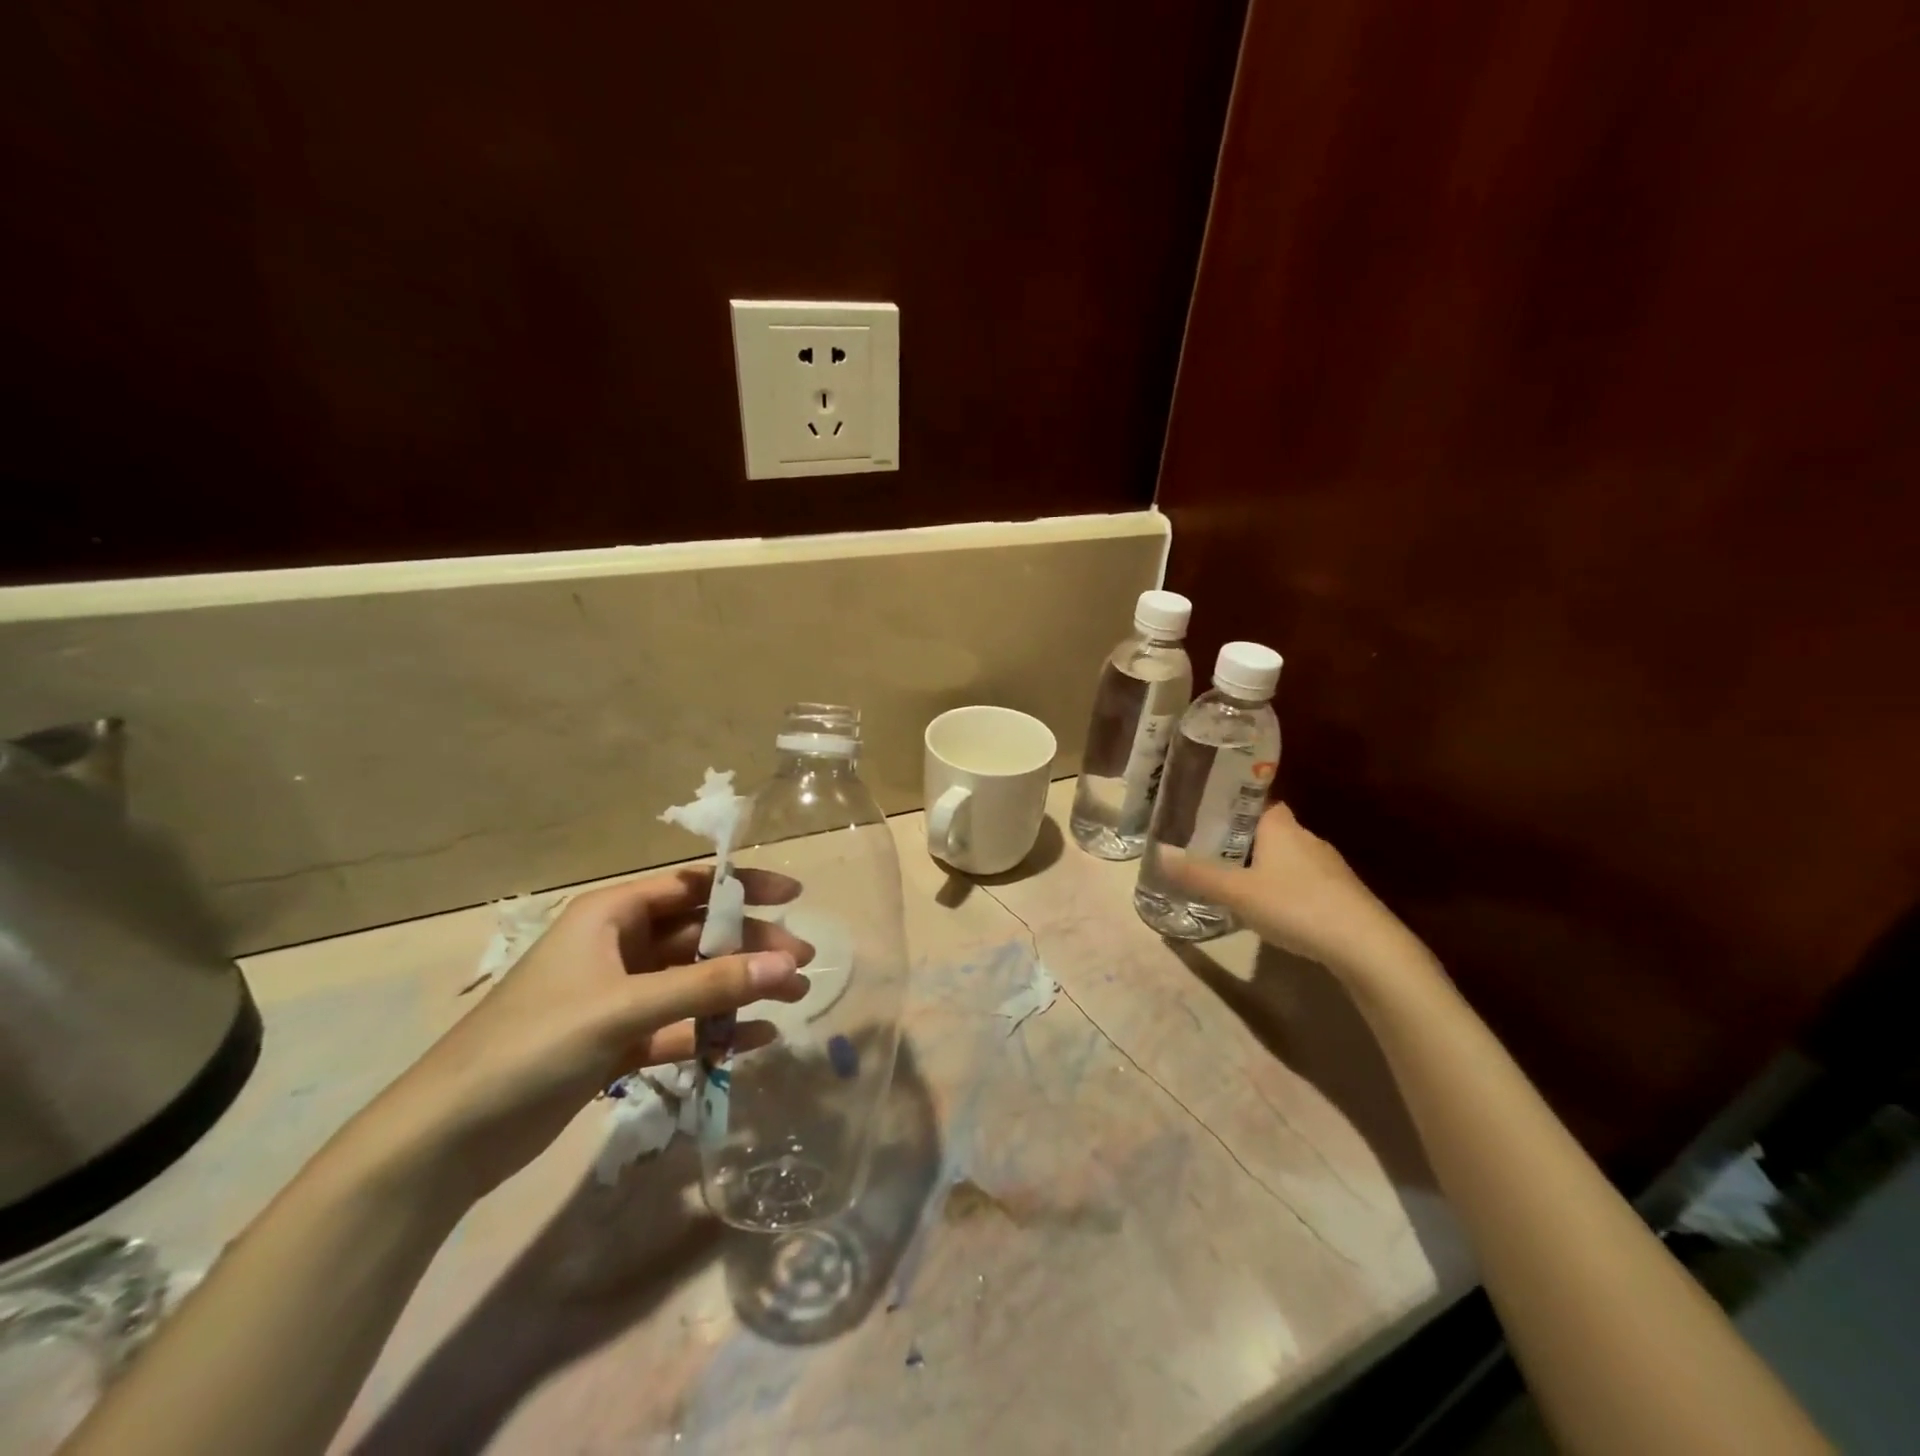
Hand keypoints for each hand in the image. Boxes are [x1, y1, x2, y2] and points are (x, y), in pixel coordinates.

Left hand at [340, 866, 813, 1204]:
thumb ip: (710, 986)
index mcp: (611, 915)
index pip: (690, 886)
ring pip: (694, 982)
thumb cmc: (533, 1045)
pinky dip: (715, 1031)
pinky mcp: (617, 1041)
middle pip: (700, 935)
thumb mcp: (626, 1007)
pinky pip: (680, 1025)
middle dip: (751, 946)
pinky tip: (754, 1041)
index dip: (743, 886)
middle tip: (802, 964)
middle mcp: (618, 947)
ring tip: (792, 1000)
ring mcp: (618, 996)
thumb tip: (789, 965)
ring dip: (740, 989)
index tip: (793, 896)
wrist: (447, 1139)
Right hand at [1161, 802, 1415, 978]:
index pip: (1251, 800)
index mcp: (1280, 825)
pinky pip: (1299, 879)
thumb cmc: (1295, 905)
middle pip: (1265, 828)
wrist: (1366, 946)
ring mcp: (1326, 864)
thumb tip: (1156, 853)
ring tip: (1230, 880)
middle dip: (1237, 838)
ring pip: (1283, 855)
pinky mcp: (1339, 892)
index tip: (1202, 815)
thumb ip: (1196, 874)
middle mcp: (1304, 836)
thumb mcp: (1236, 892)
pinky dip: (1281, 886)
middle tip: (1206, 851)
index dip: (1227, 804)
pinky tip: (1269, 907)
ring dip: (1260, 864)